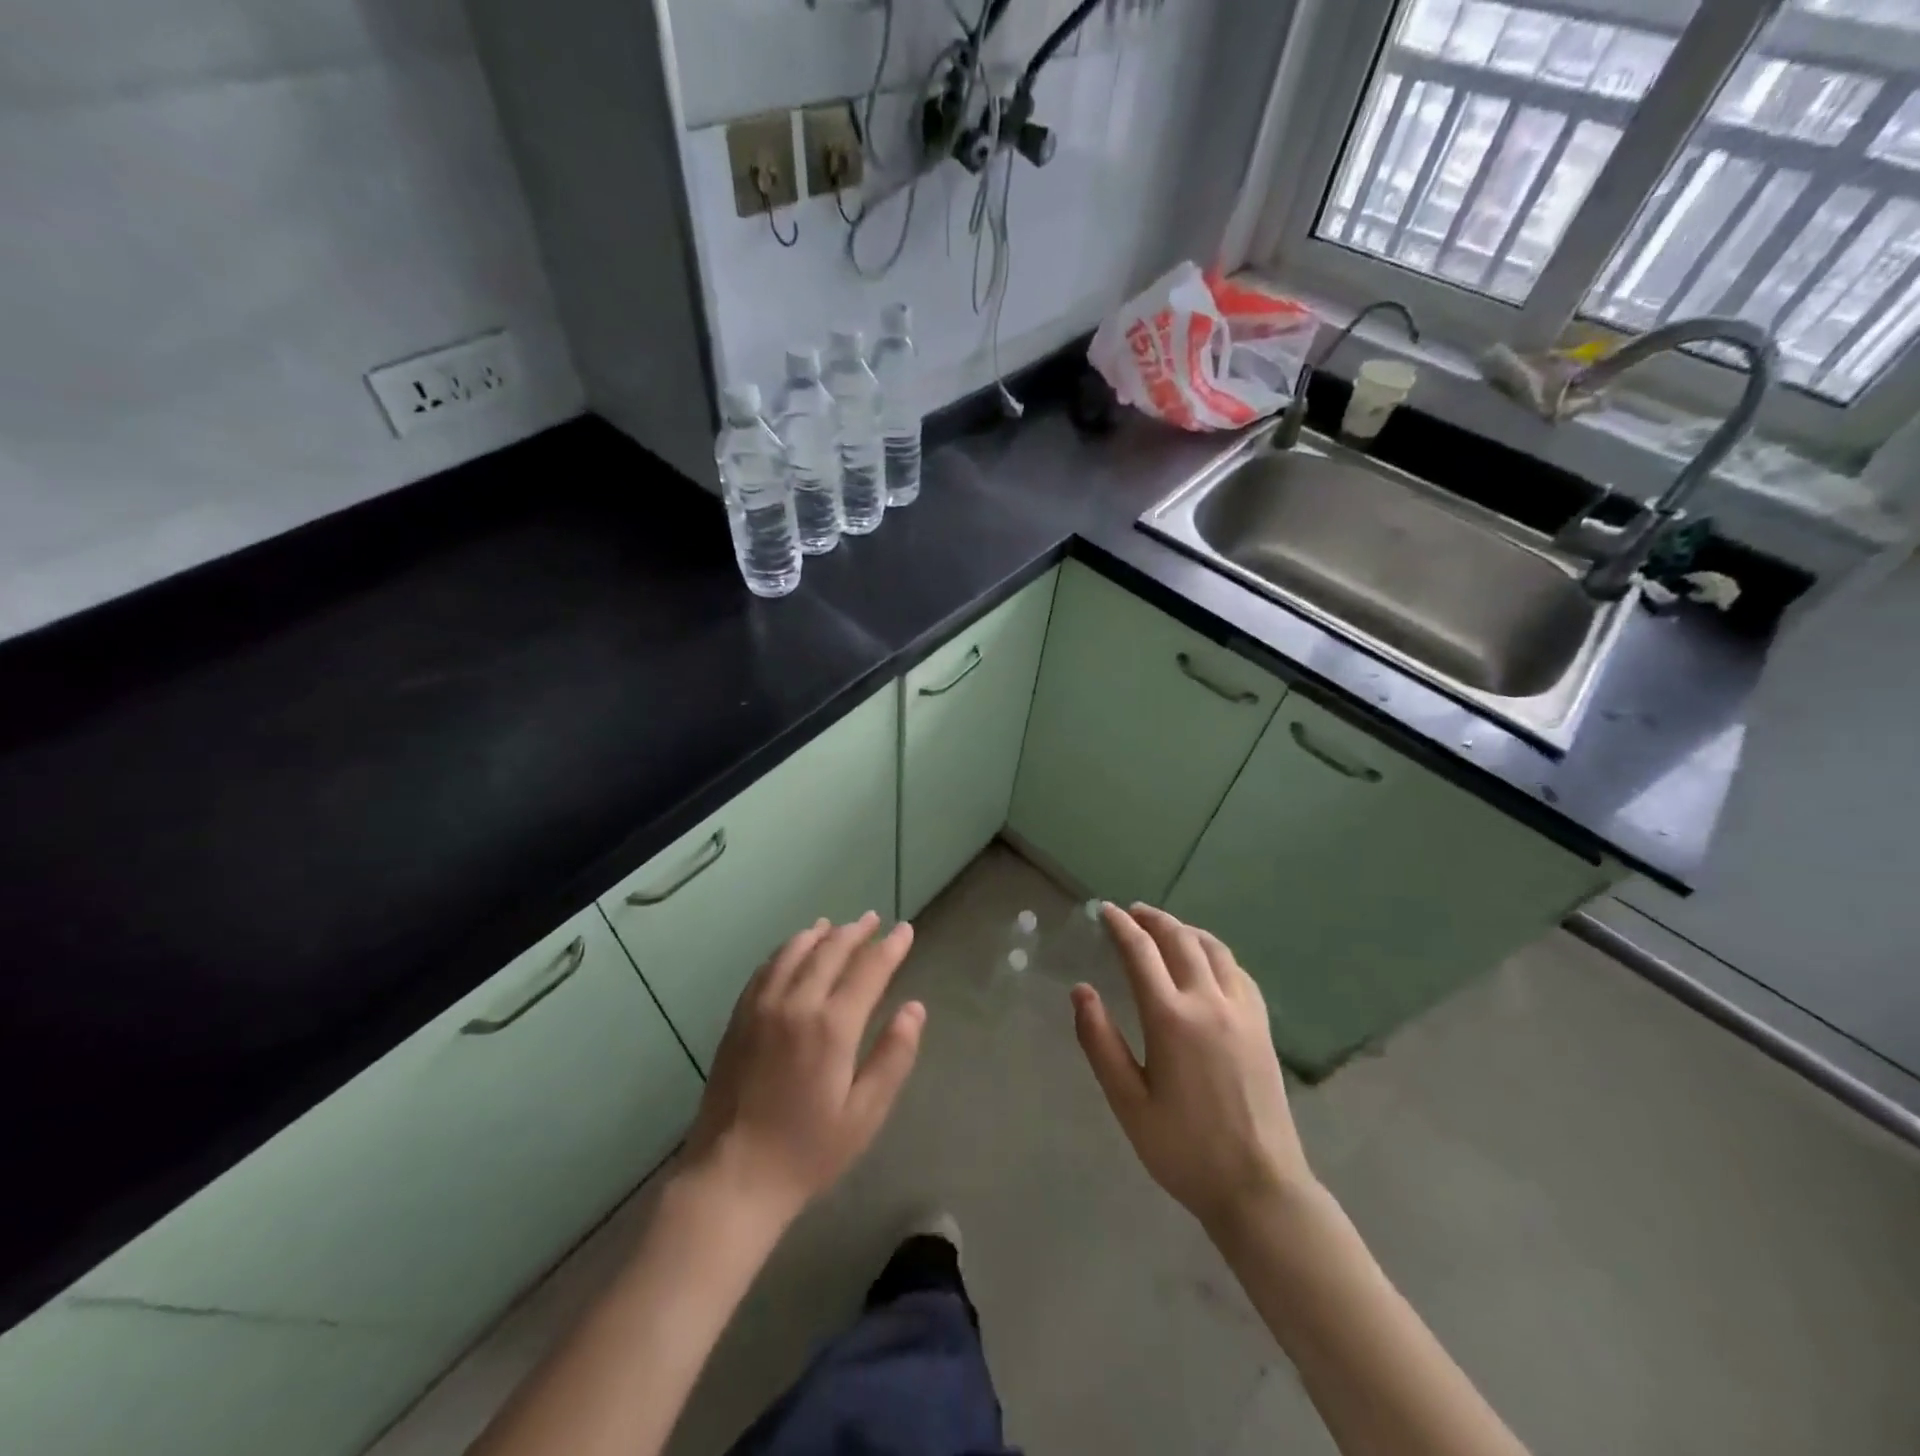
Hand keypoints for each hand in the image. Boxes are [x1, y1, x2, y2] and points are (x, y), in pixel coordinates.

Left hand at [681, 913, 924, 1226]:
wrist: (732, 1178)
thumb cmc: (807, 1151)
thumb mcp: (864, 1114)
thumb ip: (893, 1056)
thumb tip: (914, 1008)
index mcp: (832, 1026)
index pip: (869, 969)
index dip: (890, 947)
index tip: (904, 929)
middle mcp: (796, 1003)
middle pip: (830, 951)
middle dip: (856, 932)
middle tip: (874, 920)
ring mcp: (762, 1007)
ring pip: (794, 952)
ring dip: (820, 934)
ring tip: (836, 926)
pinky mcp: (739, 1018)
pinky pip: (766, 969)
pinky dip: (786, 950)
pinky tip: (793, 950)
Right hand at [1072, 904, 1312, 1233]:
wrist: (1259, 1187)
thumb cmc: (1184, 1149)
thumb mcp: (1128, 1102)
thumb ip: (1100, 1042)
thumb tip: (1081, 991)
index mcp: (1171, 1019)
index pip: (1141, 952)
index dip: (1120, 926)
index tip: (1105, 911)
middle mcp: (1209, 1002)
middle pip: (1179, 939)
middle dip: (1152, 919)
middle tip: (1131, 912)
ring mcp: (1242, 1011)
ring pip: (1213, 949)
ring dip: (1185, 929)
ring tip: (1166, 928)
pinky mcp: (1262, 1026)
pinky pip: (1237, 970)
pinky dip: (1215, 952)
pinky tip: (1207, 960)